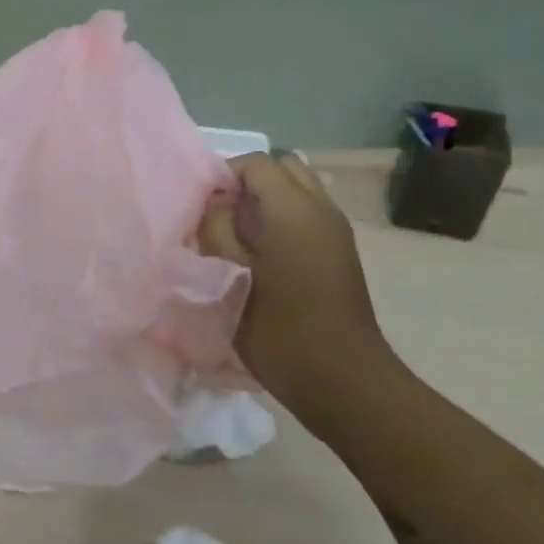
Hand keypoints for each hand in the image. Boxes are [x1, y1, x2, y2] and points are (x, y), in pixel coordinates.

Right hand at [198, 153, 396, 408]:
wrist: (341, 380)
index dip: (224, 176)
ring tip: (239, 240)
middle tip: (221, 219)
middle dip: (248, 183)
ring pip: (297, 191)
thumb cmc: (277, 329)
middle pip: (283, 168)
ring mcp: (336, 231)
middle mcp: (322, 209)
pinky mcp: (340, 253)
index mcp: (294, 210)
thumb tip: (218, 203)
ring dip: (266, 203)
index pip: (257, 162)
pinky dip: (282, 220)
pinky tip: (262, 258)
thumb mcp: (229, 276)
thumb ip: (216, 228)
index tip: (203, 210)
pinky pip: (307, 215)